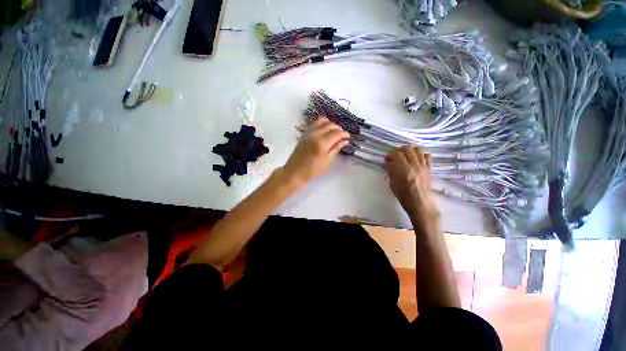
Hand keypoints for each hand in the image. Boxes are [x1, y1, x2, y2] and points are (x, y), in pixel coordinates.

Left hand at [281, 117, 349, 185]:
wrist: (295, 171)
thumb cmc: (313, 169)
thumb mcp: (327, 160)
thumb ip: (336, 148)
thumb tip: (345, 141)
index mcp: (322, 142)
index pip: (337, 133)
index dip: (344, 134)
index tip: (348, 137)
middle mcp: (316, 134)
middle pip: (330, 125)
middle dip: (338, 129)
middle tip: (342, 135)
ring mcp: (309, 132)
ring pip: (322, 122)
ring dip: (330, 124)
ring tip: (334, 132)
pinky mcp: (304, 133)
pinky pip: (315, 124)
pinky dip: (322, 124)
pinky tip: (325, 130)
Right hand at [384, 146, 439, 228]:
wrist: (420, 203)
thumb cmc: (404, 195)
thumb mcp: (393, 184)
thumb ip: (390, 172)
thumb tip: (385, 164)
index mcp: (404, 169)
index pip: (397, 154)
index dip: (390, 154)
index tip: (386, 159)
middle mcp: (414, 165)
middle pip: (407, 149)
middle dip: (399, 150)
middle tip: (394, 155)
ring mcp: (423, 166)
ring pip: (418, 150)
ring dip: (410, 150)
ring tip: (405, 155)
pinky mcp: (429, 168)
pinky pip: (427, 156)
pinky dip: (420, 154)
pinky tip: (415, 159)